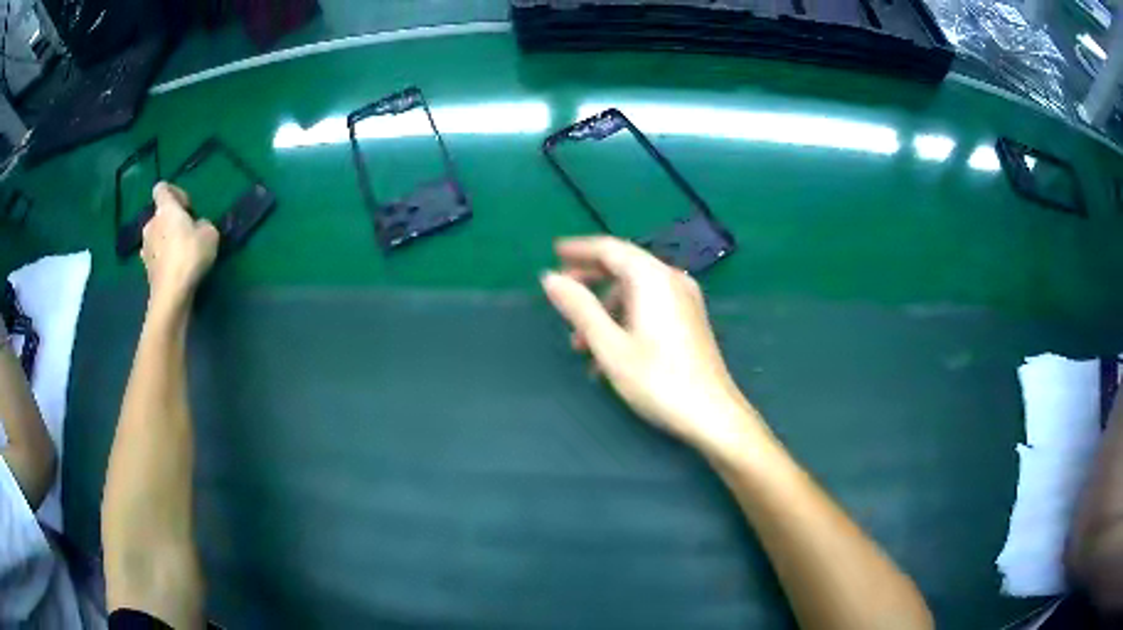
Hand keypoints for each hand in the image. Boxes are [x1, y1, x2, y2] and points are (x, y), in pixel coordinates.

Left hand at [141, 183, 219, 309]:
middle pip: (159, 215)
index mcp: (165, 208)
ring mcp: (145, 247)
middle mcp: (151, 223)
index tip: (186, 206)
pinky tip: (173, 268)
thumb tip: (196, 227)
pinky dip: (162, 259)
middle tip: (186, 233)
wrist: (172, 293)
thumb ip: (202, 224)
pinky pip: (155, 256)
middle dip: (171, 221)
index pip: (162, 188)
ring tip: (181, 254)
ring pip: (156, 236)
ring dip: (166, 241)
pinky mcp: (146, 268)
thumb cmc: (190, 255)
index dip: (174, 192)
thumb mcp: (210, 233)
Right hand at [541, 236, 766, 452]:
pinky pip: (651, 306)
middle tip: (561, 294)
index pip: (610, 248)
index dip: (579, 249)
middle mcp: (671, 280)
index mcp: (652, 278)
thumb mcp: (609, 345)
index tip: (554, 252)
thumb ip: (579, 307)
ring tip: (580, 344)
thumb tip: (550, 278)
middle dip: (589, 280)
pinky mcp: (690, 319)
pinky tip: (609, 354)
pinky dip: (625, 319)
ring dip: (605, 309)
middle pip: (624, 266)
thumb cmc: (657, 380)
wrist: (712, 414)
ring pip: (636, 291)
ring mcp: (685, 300)